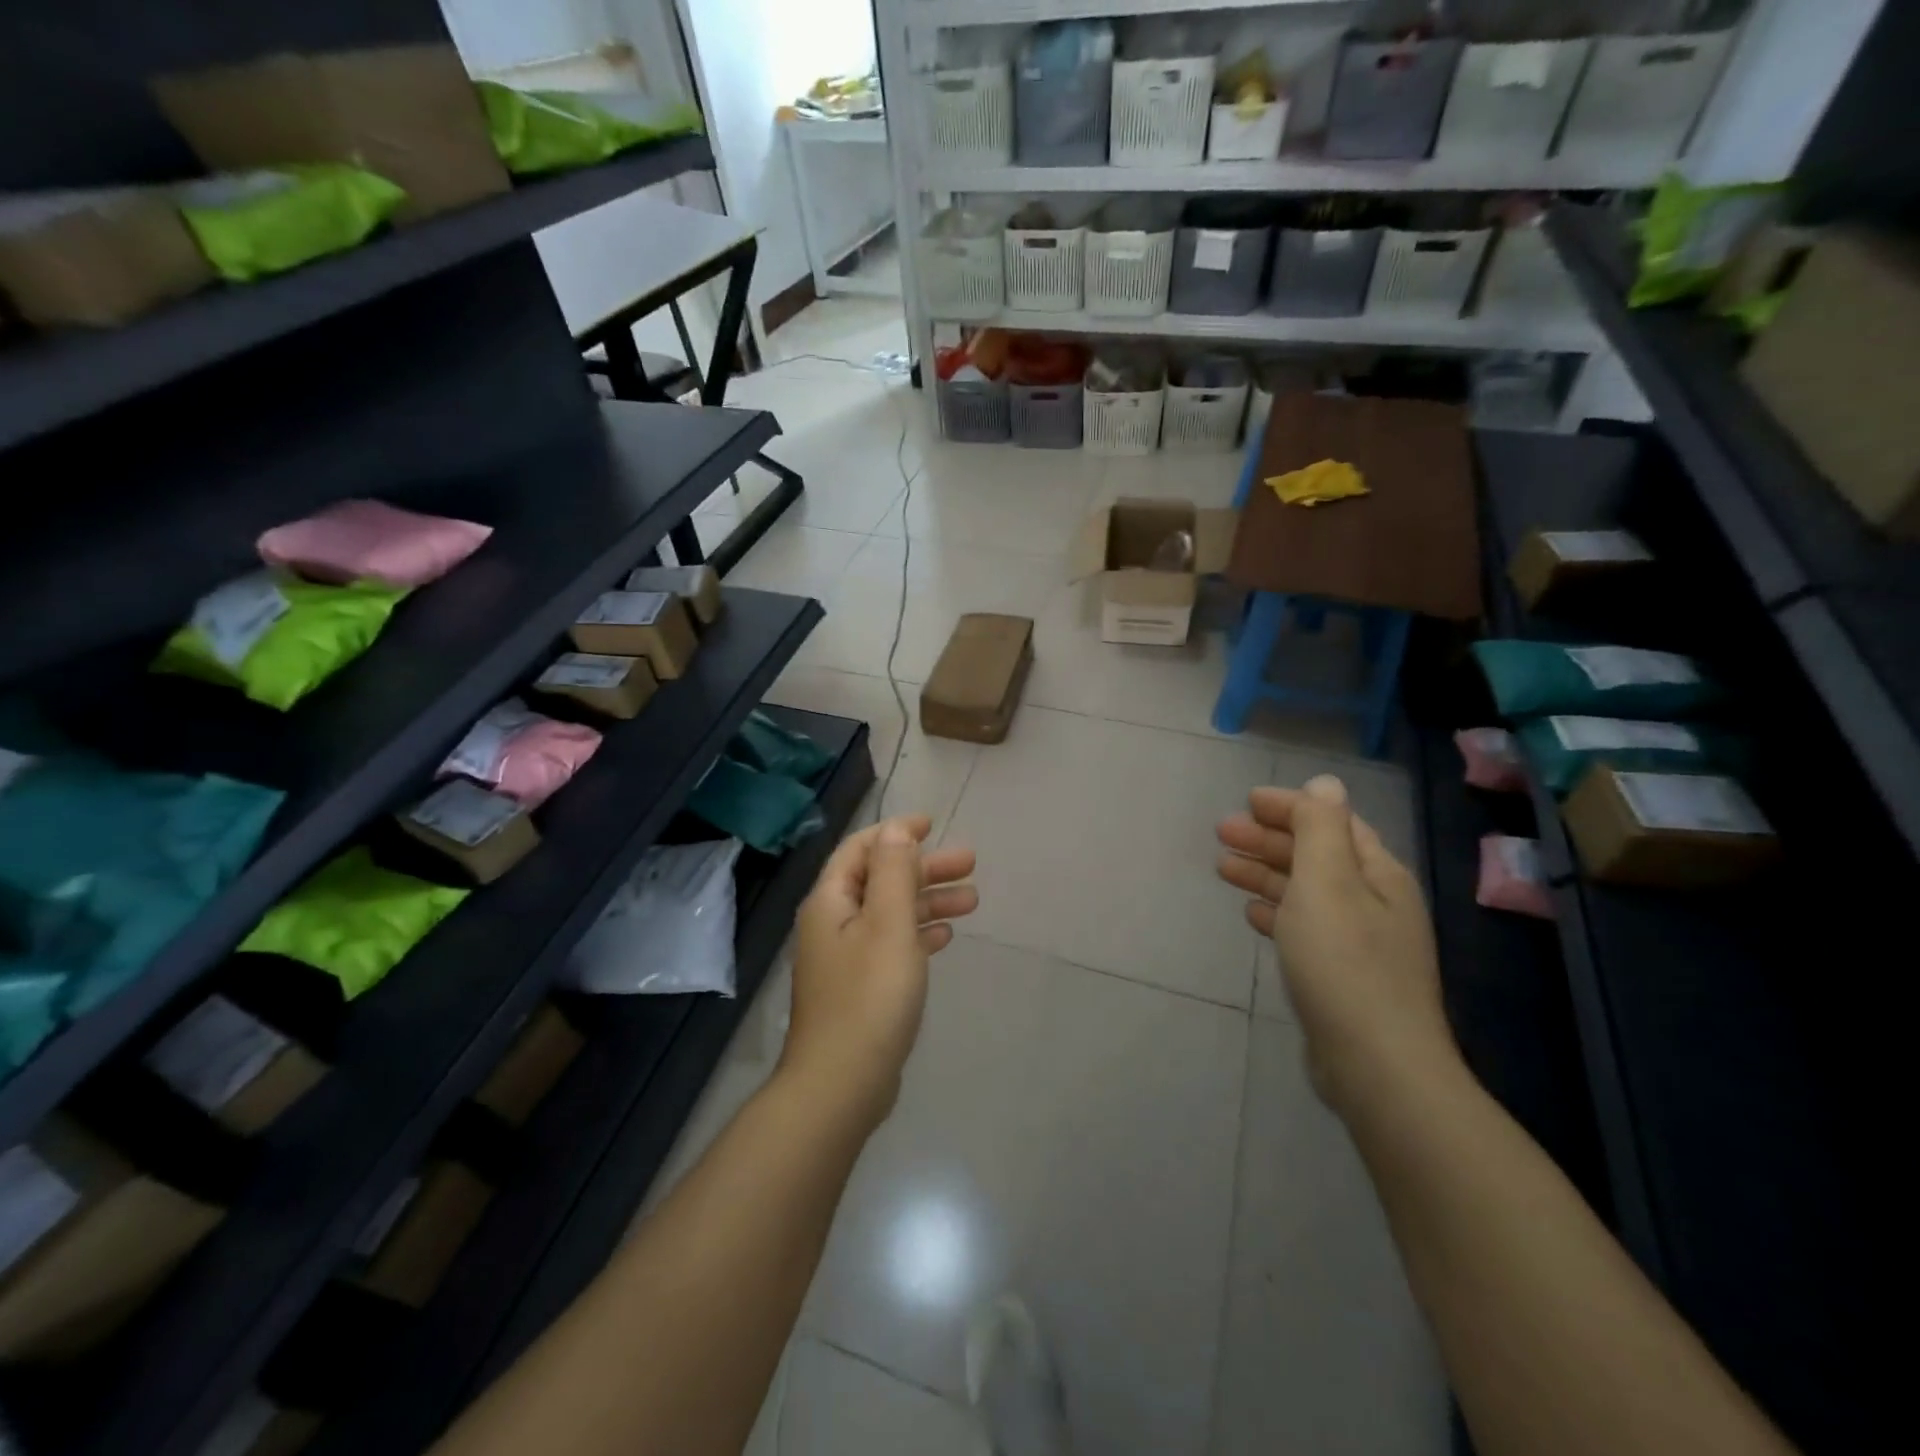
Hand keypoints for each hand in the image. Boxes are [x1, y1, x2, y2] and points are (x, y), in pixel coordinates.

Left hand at [783, 814, 977, 1125]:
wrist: (842, 1085)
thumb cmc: (869, 997)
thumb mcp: (888, 924)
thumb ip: (893, 872)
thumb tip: (896, 829)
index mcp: (831, 902)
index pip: (861, 849)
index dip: (896, 832)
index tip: (932, 823)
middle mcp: (833, 923)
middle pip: (881, 880)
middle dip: (924, 868)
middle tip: (970, 863)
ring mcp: (845, 958)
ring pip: (891, 914)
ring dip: (928, 901)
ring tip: (973, 900)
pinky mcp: (860, 988)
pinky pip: (892, 945)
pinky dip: (918, 934)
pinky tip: (946, 936)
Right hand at [1216, 776, 1454, 1115]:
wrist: (1375, 1065)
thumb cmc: (1344, 963)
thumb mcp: (1328, 882)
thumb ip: (1321, 828)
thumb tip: (1325, 782)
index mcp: (1377, 874)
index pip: (1332, 823)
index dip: (1290, 807)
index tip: (1246, 801)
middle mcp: (1374, 902)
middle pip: (1316, 856)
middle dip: (1269, 839)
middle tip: (1222, 833)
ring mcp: (1359, 942)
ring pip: (1306, 891)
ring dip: (1266, 873)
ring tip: (1222, 868)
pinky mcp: (1341, 976)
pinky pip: (1303, 927)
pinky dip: (1277, 912)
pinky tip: (1252, 914)